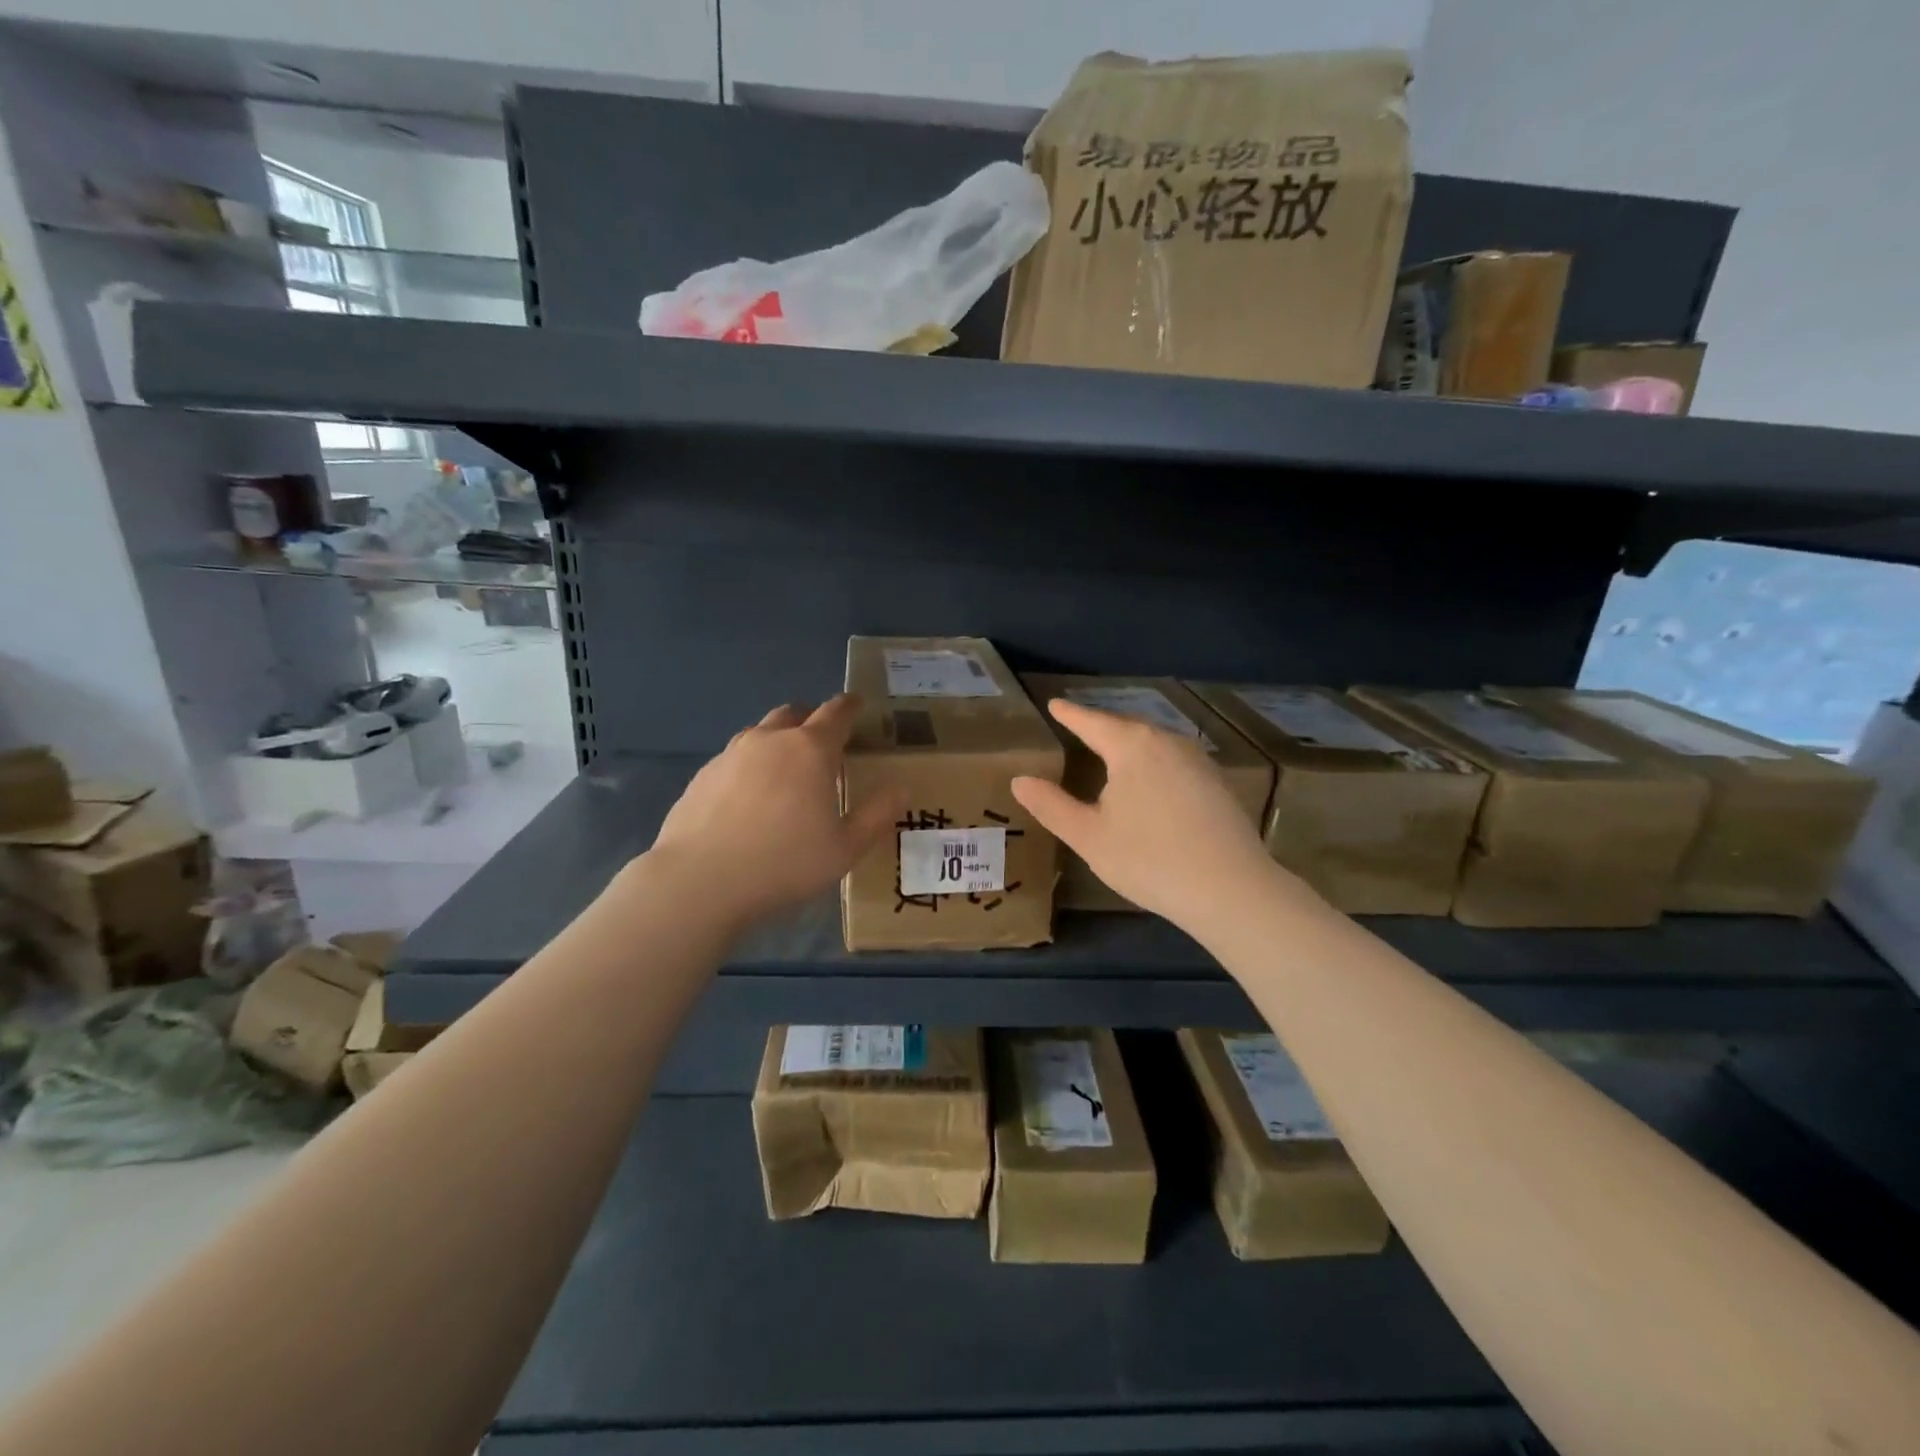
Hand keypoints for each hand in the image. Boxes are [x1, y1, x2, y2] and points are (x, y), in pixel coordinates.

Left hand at [647, 696, 903, 928]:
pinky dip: (750, 767)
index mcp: (810, 750)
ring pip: (760, 734)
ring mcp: (730, 755)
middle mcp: (769, 741)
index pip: (836, 713)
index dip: (850, 706)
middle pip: (794, 714)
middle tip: (823, 742)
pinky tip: (749, 800)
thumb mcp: (845, 849)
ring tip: (786, 771)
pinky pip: (734, 760)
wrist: (698, 882)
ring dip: (778, 741)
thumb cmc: (784, 863)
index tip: (858, 704)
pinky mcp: (702, 776)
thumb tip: (901, 789)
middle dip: (811, 720)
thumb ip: (877, 815)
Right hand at [1012, 699, 1280, 930]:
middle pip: (1126, 726)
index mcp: (1132, 746)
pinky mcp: (1218, 782)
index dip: (1070, 714)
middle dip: (1100, 725)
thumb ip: (1051, 805)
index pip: (1092, 722)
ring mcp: (1198, 760)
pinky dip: (1153, 761)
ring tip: (1110, 750)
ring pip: (1154, 741)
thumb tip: (1020, 780)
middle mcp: (1167, 741)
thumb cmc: (1149, 859)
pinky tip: (1151, 780)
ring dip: (1129, 743)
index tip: (1054, 704)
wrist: (1231, 889)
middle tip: (1078, 726)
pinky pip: (1174, 759)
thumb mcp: (1088, 836)